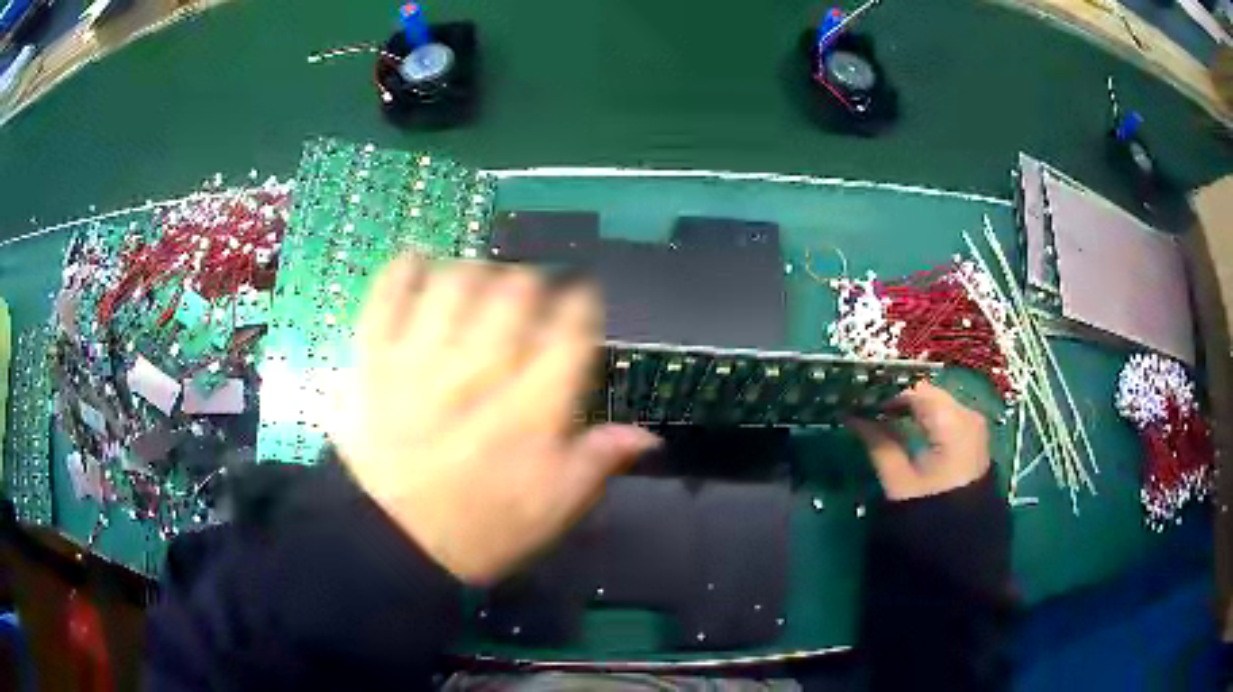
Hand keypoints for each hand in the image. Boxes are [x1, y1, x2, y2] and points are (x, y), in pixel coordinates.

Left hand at [329, 254, 660, 584]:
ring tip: (478, 286)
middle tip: (529, 297)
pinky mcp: (375, 356)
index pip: (572, 325)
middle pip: (517, 287)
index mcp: (532, 407)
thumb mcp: (552, 510)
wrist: (392, 542)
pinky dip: (407, 268)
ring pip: (458, 278)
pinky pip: (390, 290)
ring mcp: (422, 357)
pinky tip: (421, 267)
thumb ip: (598, 463)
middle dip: (532, 281)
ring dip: (476, 272)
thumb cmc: (479, 530)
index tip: (578, 304)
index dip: (581, 304)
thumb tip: (647, 435)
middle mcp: (481, 368)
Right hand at [848, 381, 989, 500]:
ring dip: (908, 407)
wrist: (964, 548)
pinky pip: (944, 416)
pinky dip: (923, 417)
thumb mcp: (899, 482)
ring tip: (878, 415)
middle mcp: (968, 415)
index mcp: (953, 422)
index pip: (915, 389)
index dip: (885, 390)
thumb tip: (852, 417)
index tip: (858, 398)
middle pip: (927, 393)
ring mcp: (973, 426)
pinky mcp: (972, 438)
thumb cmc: (930, 514)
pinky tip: (902, 424)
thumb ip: (878, 443)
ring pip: (935, 403)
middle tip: (864, 406)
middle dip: (896, 397)